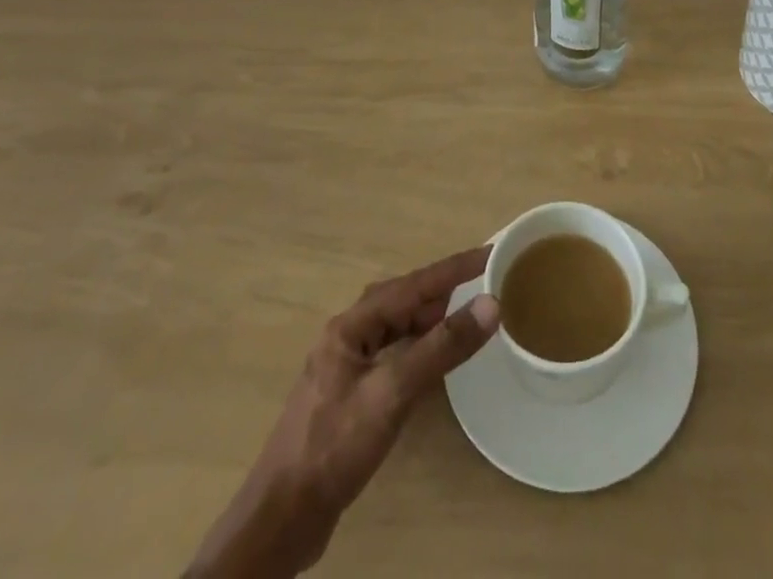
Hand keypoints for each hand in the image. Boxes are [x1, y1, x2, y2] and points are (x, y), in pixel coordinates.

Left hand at [188, 249, 499, 578]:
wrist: (281, 519)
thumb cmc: (335, 446)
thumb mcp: (392, 393)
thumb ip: (441, 348)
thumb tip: (490, 304)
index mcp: (352, 325)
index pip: (412, 284)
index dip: (453, 268)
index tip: (489, 254)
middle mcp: (347, 337)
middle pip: (401, 300)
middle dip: (440, 289)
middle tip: (480, 284)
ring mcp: (345, 367)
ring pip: (395, 327)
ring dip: (428, 318)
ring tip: (463, 316)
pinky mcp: (349, 397)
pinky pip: (391, 354)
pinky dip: (416, 347)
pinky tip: (431, 361)